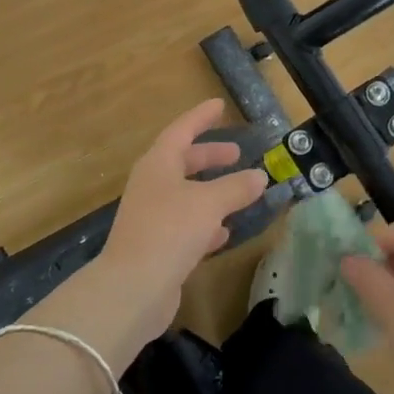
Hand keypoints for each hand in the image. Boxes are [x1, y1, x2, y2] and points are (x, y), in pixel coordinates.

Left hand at [34, 99, 266, 367]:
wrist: (133, 288)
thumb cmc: (170, 231)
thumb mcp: (209, 203)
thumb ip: (236, 187)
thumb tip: (260, 176)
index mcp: (158, 165)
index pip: (181, 131)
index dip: (201, 118)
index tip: (220, 105)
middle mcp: (152, 186)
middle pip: (182, 162)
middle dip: (209, 157)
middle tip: (236, 153)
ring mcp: (152, 217)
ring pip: (186, 195)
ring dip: (211, 191)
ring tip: (240, 191)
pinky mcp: (158, 247)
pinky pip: (186, 225)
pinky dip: (206, 224)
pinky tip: (225, 233)